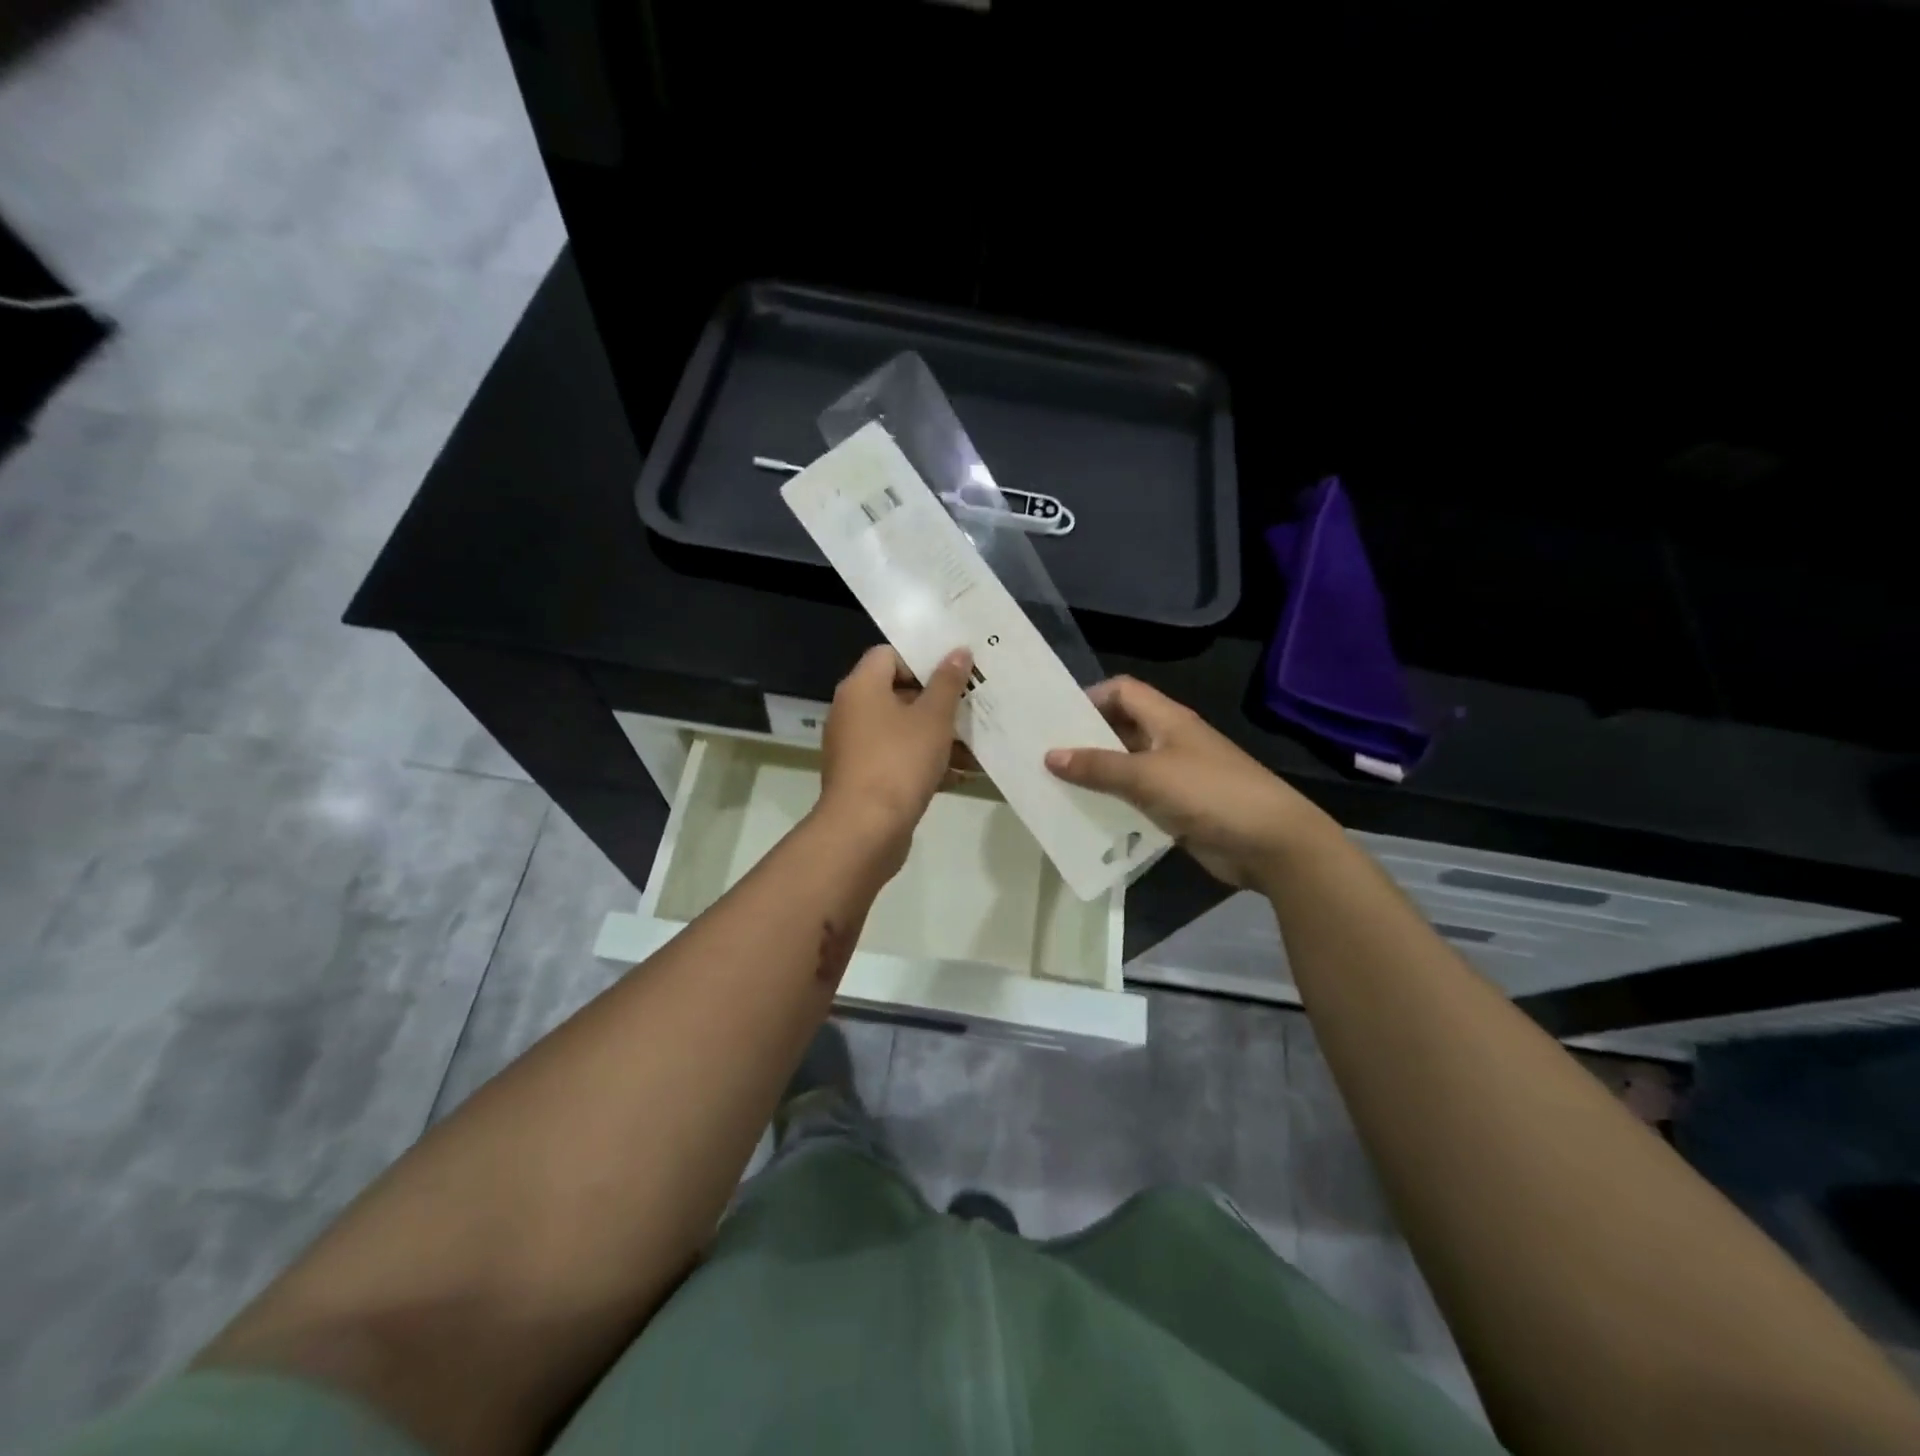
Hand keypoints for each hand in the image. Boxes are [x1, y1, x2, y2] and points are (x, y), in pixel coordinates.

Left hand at [817, 645, 972, 857]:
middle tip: (973, 704)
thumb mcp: (933, 718)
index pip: (888, 654)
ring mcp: (856, 747)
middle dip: (938, 701)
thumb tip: (958, 651)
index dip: (922, 658)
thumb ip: (948, 682)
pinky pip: (899, 759)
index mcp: (861, 688)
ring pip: (902, 730)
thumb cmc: (899, 761)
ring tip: (977, 745)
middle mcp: (852, 712)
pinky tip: (962, 774)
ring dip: (938, 736)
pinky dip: (926, 762)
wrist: (865, 830)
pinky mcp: (865, 778)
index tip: (954, 671)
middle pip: (898, 693)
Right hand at [1045, 677, 1330, 887]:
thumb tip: (1050, 755)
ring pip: (1126, 766)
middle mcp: (1169, 741)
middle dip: (1085, 739)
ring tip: (1055, 786)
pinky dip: (1113, 803)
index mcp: (1167, 719)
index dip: (1090, 698)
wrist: (1271, 843)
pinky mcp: (1178, 808)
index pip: (1122, 691)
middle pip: (1120, 728)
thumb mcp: (1148, 776)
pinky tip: (1086, 816)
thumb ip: (1098, 767)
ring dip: (1096, 775)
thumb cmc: (1210, 794)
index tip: (1056, 720)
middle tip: (1044, 755)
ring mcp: (1175, 776)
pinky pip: (1136, 799)